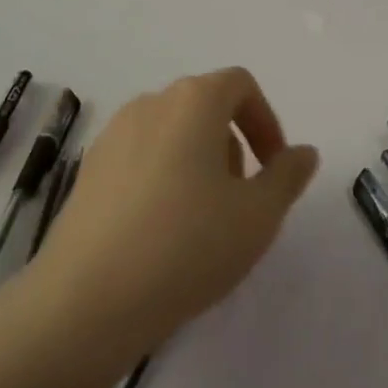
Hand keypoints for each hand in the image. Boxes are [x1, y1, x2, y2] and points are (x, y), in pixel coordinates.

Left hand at [23, 68, 318, 359]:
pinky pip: (139, 160)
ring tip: (202, 222)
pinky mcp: (87, 172)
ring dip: (197, 163)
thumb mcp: (258, 215)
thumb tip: (303, 152)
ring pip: (171, 134)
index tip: (273, 168)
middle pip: (204, 107)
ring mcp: (112, 136)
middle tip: (241, 200)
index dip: (265, 121)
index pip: (240, 85)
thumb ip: (287, 176)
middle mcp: (151, 104)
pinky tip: (160, 235)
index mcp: (194, 100)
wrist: (85, 302)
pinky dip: (161, 180)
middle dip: (232, 145)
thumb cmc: (187, 245)